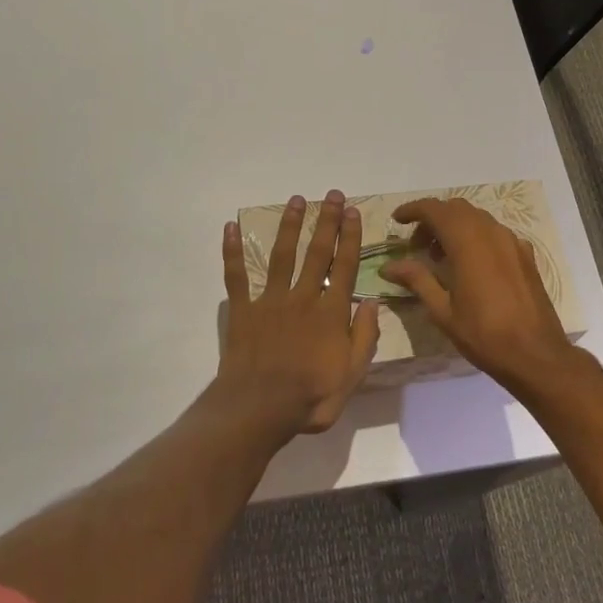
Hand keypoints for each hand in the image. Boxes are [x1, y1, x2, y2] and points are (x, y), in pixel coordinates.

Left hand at [218, 190, 380, 437]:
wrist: (260, 408)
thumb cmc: (311, 397)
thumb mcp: (353, 375)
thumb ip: (365, 337)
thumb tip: (372, 303)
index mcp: (331, 313)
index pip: (345, 267)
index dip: (350, 238)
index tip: (352, 212)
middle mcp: (303, 298)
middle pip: (317, 253)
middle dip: (326, 222)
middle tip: (332, 195)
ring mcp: (270, 301)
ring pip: (282, 255)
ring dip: (290, 226)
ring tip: (297, 200)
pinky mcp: (242, 310)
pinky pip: (236, 276)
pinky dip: (232, 252)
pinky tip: (230, 228)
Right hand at [379, 196, 586, 394]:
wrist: (536, 355)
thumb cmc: (484, 335)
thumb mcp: (442, 311)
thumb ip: (417, 280)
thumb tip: (388, 266)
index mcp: (468, 243)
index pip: (435, 209)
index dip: (413, 210)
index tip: (397, 220)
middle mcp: (491, 233)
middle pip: (456, 208)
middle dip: (433, 218)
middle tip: (417, 245)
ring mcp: (512, 242)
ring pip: (477, 218)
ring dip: (455, 226)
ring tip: (440, 257)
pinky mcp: (525, 255)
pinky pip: (495, 232)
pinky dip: (476, 236)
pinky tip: (471, 265)